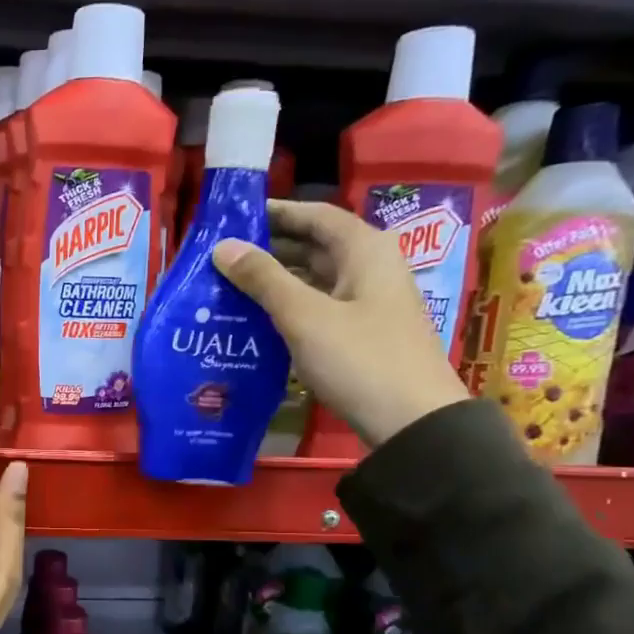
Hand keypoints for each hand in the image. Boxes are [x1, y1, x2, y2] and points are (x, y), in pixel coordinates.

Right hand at [212, 200, 468, 449]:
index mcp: (365, 250)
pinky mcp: (362, 333)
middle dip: (269, 248)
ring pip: (314, 278)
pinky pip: (319, 307)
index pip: (314, 215)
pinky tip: (256, 320)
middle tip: (221, 257)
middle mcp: (370, 267)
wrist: (412, 421)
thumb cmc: (360, 359)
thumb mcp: (304, 316)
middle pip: (314, 245)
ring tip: (229, 287)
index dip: (274, 212)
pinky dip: (288, 307)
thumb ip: (263, 279)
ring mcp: (368, 302)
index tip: (231, 218)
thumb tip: (223, 246)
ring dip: (275, 280)